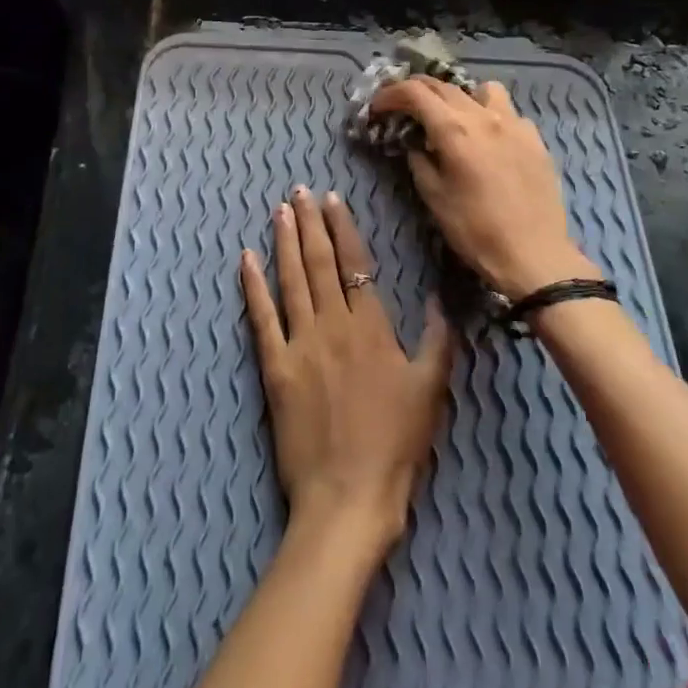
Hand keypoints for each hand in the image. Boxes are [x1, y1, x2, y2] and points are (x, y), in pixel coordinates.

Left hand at [241, 187, 453, 560]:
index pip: (355, 264)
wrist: (348, 497)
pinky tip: (246, 260)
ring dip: (285, 243)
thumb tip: (440, 297)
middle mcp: (333, 325)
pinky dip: (253, 286)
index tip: (332, 199)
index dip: (342, 228)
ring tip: (279, 211)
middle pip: (319, 264)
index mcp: (371, 328)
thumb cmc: (396, 445)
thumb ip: (439, 340)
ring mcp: (300, 345)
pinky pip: (262, 319)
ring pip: (292, 281)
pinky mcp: (275, 368)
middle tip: (299, 191)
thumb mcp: (431, 390)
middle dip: (309, 223)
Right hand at [369, 76, 602, 299]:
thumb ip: (419, 161)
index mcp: (454, 130)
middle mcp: (484, 116)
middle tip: (402, 107)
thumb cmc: (475, 230)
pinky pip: (509, 112)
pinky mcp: (535, 138)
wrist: (534, 255)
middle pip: (444, 86)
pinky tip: (489, 140)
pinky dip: (491, 116)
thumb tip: (415, 144)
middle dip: (417, 91)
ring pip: (482, 89)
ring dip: (460, 96)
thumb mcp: (433, 197)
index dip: (390, 94)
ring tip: (454, 117)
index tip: (377, 108)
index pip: (415, 92)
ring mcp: (515, 124)